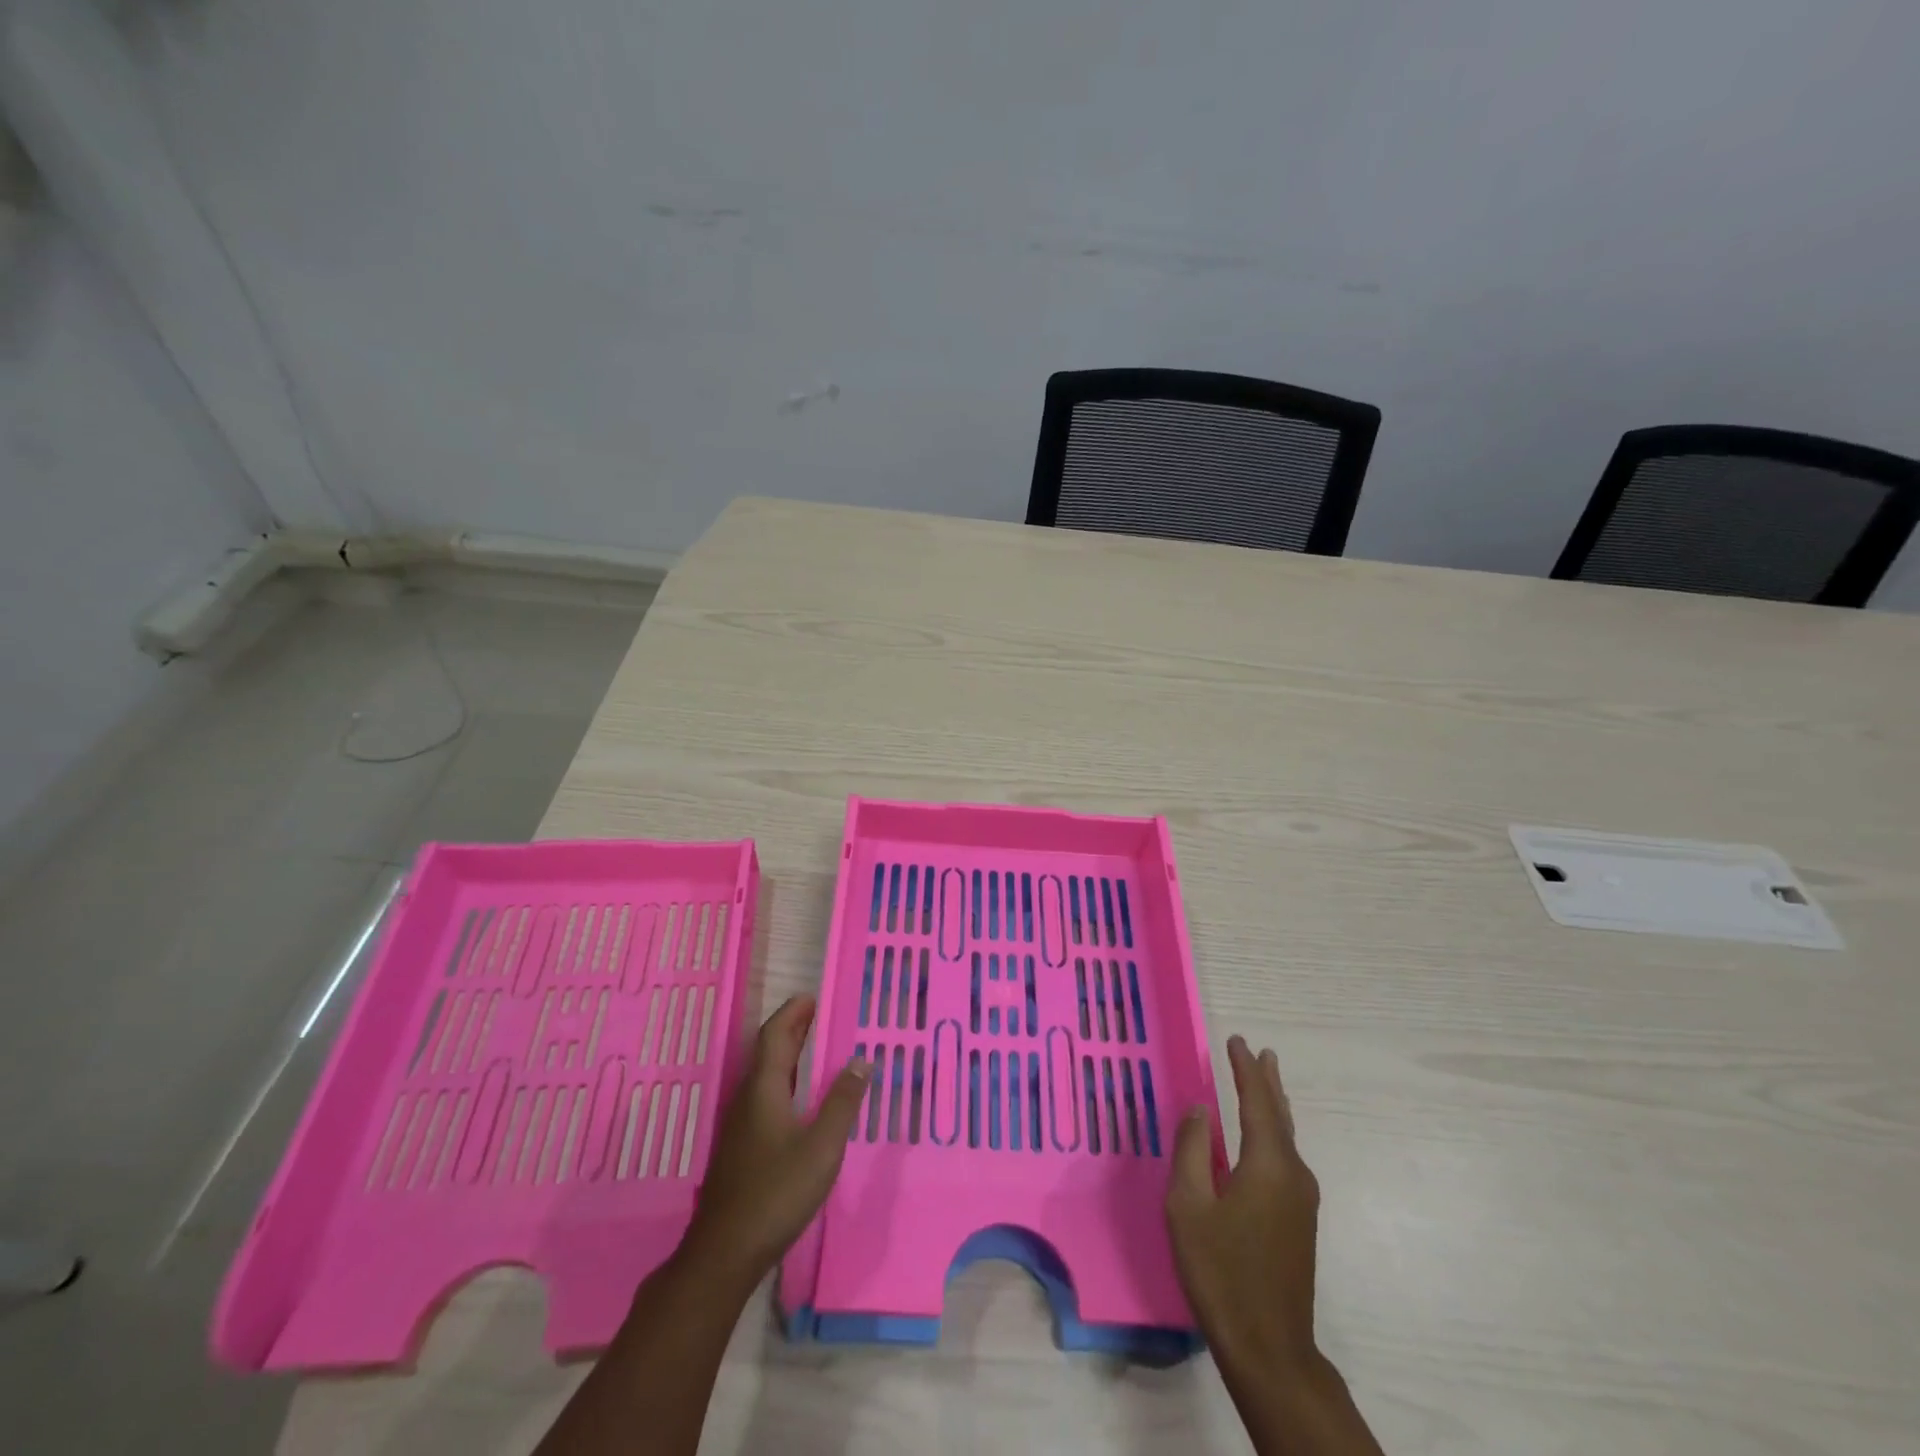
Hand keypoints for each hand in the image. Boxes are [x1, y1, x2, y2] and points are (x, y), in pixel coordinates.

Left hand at [679, 996, 870, 1288]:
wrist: (725, 1252)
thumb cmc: (776, 1192)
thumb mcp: (821, 1147)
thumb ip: (843, 1103)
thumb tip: (861, 1061)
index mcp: (764, 1089)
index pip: (775, 1036)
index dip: (792, 1014)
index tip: (812, 997)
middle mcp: (748, 1099)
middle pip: (768, 1052)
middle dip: (791, 1030)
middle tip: (816, 1014)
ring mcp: (741, 1125)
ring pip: (765, 1076)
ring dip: (787, 1055)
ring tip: (813, 1048)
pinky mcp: (742, 1148)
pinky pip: (765, 1096)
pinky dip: (785, 1081)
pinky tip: (799, 1099)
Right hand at [1167, 1035, 1321, 1380]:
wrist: (1269, 1347)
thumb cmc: (1221, 1271)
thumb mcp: (1189, 1206)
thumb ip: (1192, 1150)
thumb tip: (1201, 1110)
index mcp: (1268, 1164)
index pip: (1257, 1102)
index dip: (1245, 1070)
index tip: (1235, 1041)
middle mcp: (1293, 1174)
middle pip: (1280, 1116)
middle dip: (1268, 1083)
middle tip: (1262, 1052)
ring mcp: (1301, 1200)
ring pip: (1287, 1138)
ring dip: (1273, 1106)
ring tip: (1265, 1081)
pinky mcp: (1299, 1221)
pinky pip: (1286, 1158)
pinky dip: (1274, 1132)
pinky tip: (1263, 1138)